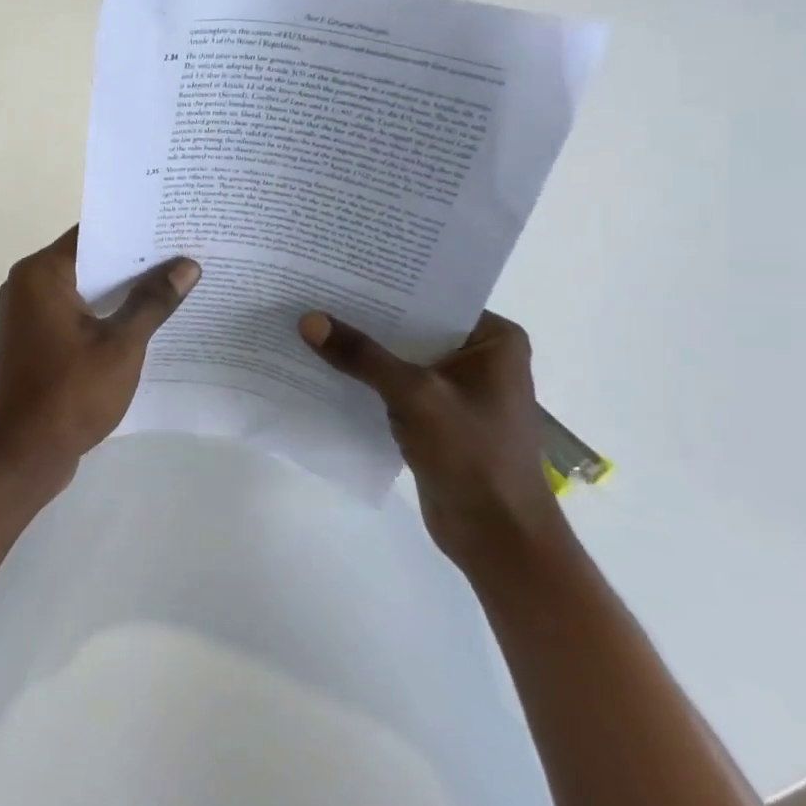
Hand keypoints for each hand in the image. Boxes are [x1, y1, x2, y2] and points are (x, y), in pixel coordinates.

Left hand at [0, 228, 198, 496]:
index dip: (135, 230)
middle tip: (185, 254)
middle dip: (134, 261)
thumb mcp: (121, 345)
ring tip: (174, 284)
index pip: (93, 234)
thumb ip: (152, 302)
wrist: (22, 456)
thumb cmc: (70, 393)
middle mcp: (27, 285)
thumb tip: (187, 265)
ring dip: (121, 291)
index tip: (175, 227)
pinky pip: (74, 314)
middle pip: (88, 260)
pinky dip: (103, 315)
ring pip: (83, 290)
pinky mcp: (34, 341)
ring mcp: (27, 315)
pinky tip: (143, 321)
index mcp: (41, 273)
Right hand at [299, 310, 564, 575]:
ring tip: (310, 324)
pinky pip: (394, 388)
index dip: (387, 284)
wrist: (497, 537)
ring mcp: (456, 390)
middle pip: (412, 327)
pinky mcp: (436, 419)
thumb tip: (308, 320)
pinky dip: (365, 381)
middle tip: (315, 291)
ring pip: (400, 358)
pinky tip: (324, 368)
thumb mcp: (414, 396)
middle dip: (367, 317)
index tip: (340, 268)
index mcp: (494, 340)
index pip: (433, 297)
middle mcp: (478, 358)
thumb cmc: (473, 455)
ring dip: (362, 351)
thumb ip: (361, 356)